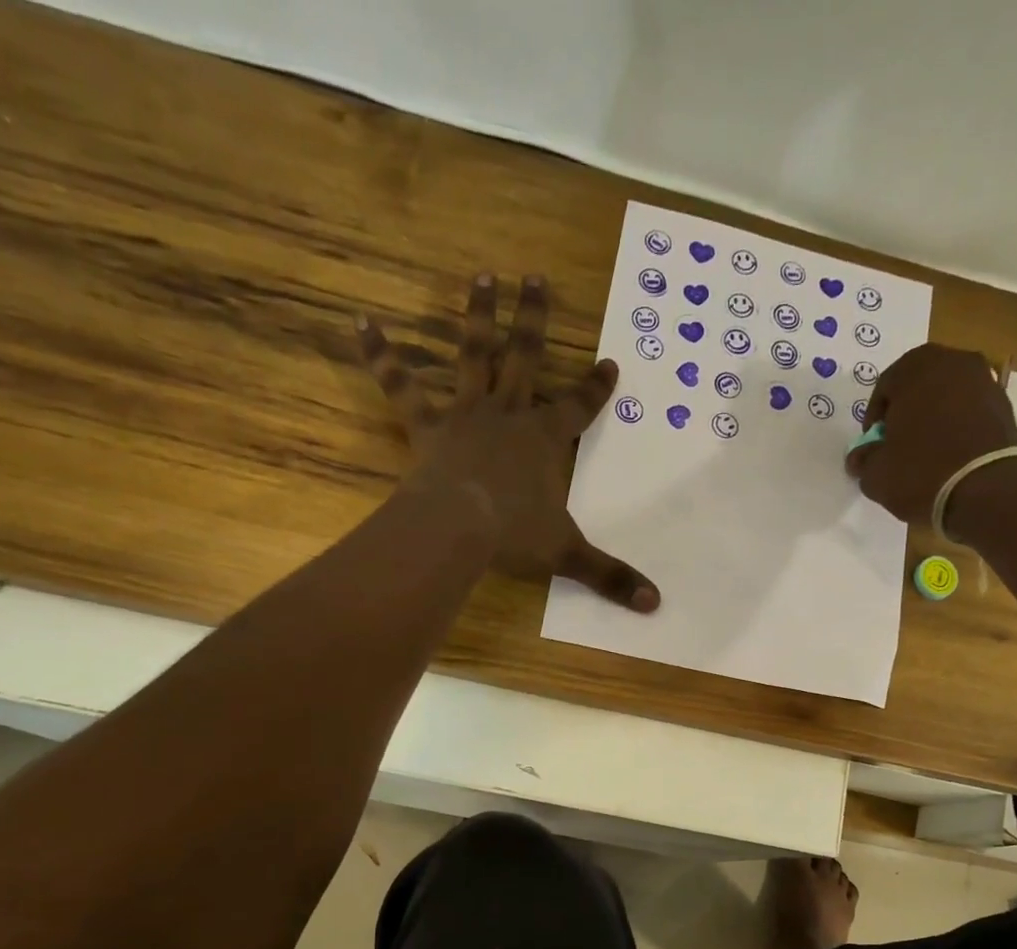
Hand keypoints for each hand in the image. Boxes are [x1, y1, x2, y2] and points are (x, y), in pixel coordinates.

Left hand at [358, 274, 659, 612]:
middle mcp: (509, 415)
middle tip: (534, 277)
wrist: (458, 527)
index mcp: (545, 439)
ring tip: (481, 276)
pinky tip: (361, 322)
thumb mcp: (568, 555)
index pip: (578, 408)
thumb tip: (654, 604)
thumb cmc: (514, 535)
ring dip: (478, 316)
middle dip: (533, 319)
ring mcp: (466, 415)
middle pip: (525, 358)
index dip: (595, 388)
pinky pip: (402, 386)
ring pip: (474, 356)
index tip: (610, 362)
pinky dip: (382, 355)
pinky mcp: (427, 426)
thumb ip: (610, 576)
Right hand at [845, 345, 1016, 527]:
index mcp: (916, 368)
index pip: (885, 385)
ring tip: (925, 450)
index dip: (874, 417)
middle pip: (919, 383)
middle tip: (897, 441)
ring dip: (933, 416)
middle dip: (906, 410)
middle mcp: (953, 362)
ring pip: (947, 394)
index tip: (873, 443)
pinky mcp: (1004, 405)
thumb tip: (859, 457)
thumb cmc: (920, 472)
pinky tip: (949, 454)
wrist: (984, 489)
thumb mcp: (876, 473)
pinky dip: (957, 425)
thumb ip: (863, 459)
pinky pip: (969, 410)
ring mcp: (984, 380)